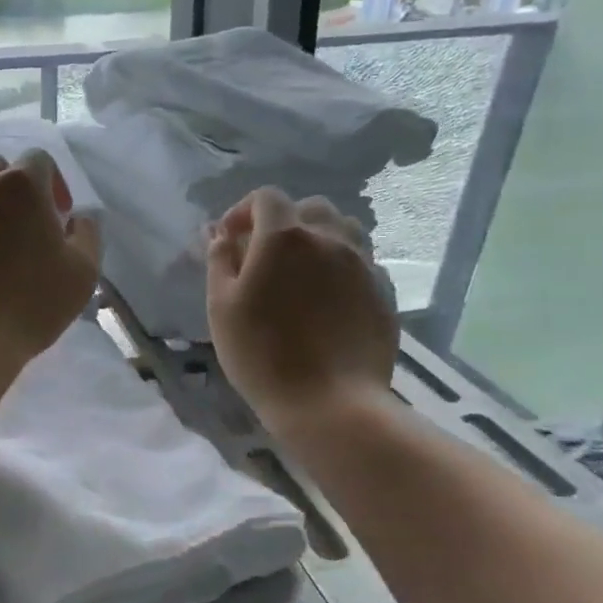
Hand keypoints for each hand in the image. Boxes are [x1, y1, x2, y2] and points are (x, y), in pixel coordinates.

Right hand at [206, 188, 396, 425]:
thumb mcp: (221, 307)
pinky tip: (327, 298)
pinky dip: (340, 266)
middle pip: (309, 208)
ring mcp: (363, 264)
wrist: (330, 404)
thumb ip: (220, 261)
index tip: (230, 239)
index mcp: (285, 237)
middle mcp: (329, 239)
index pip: (266, 198)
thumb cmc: (262, 354)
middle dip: (283, 222)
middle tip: (264, 255)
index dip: (243, 211)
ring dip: (318, 238)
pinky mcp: (383, 292)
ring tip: (301, 271)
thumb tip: (221, 235)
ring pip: (342, 230)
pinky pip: (361, 262)